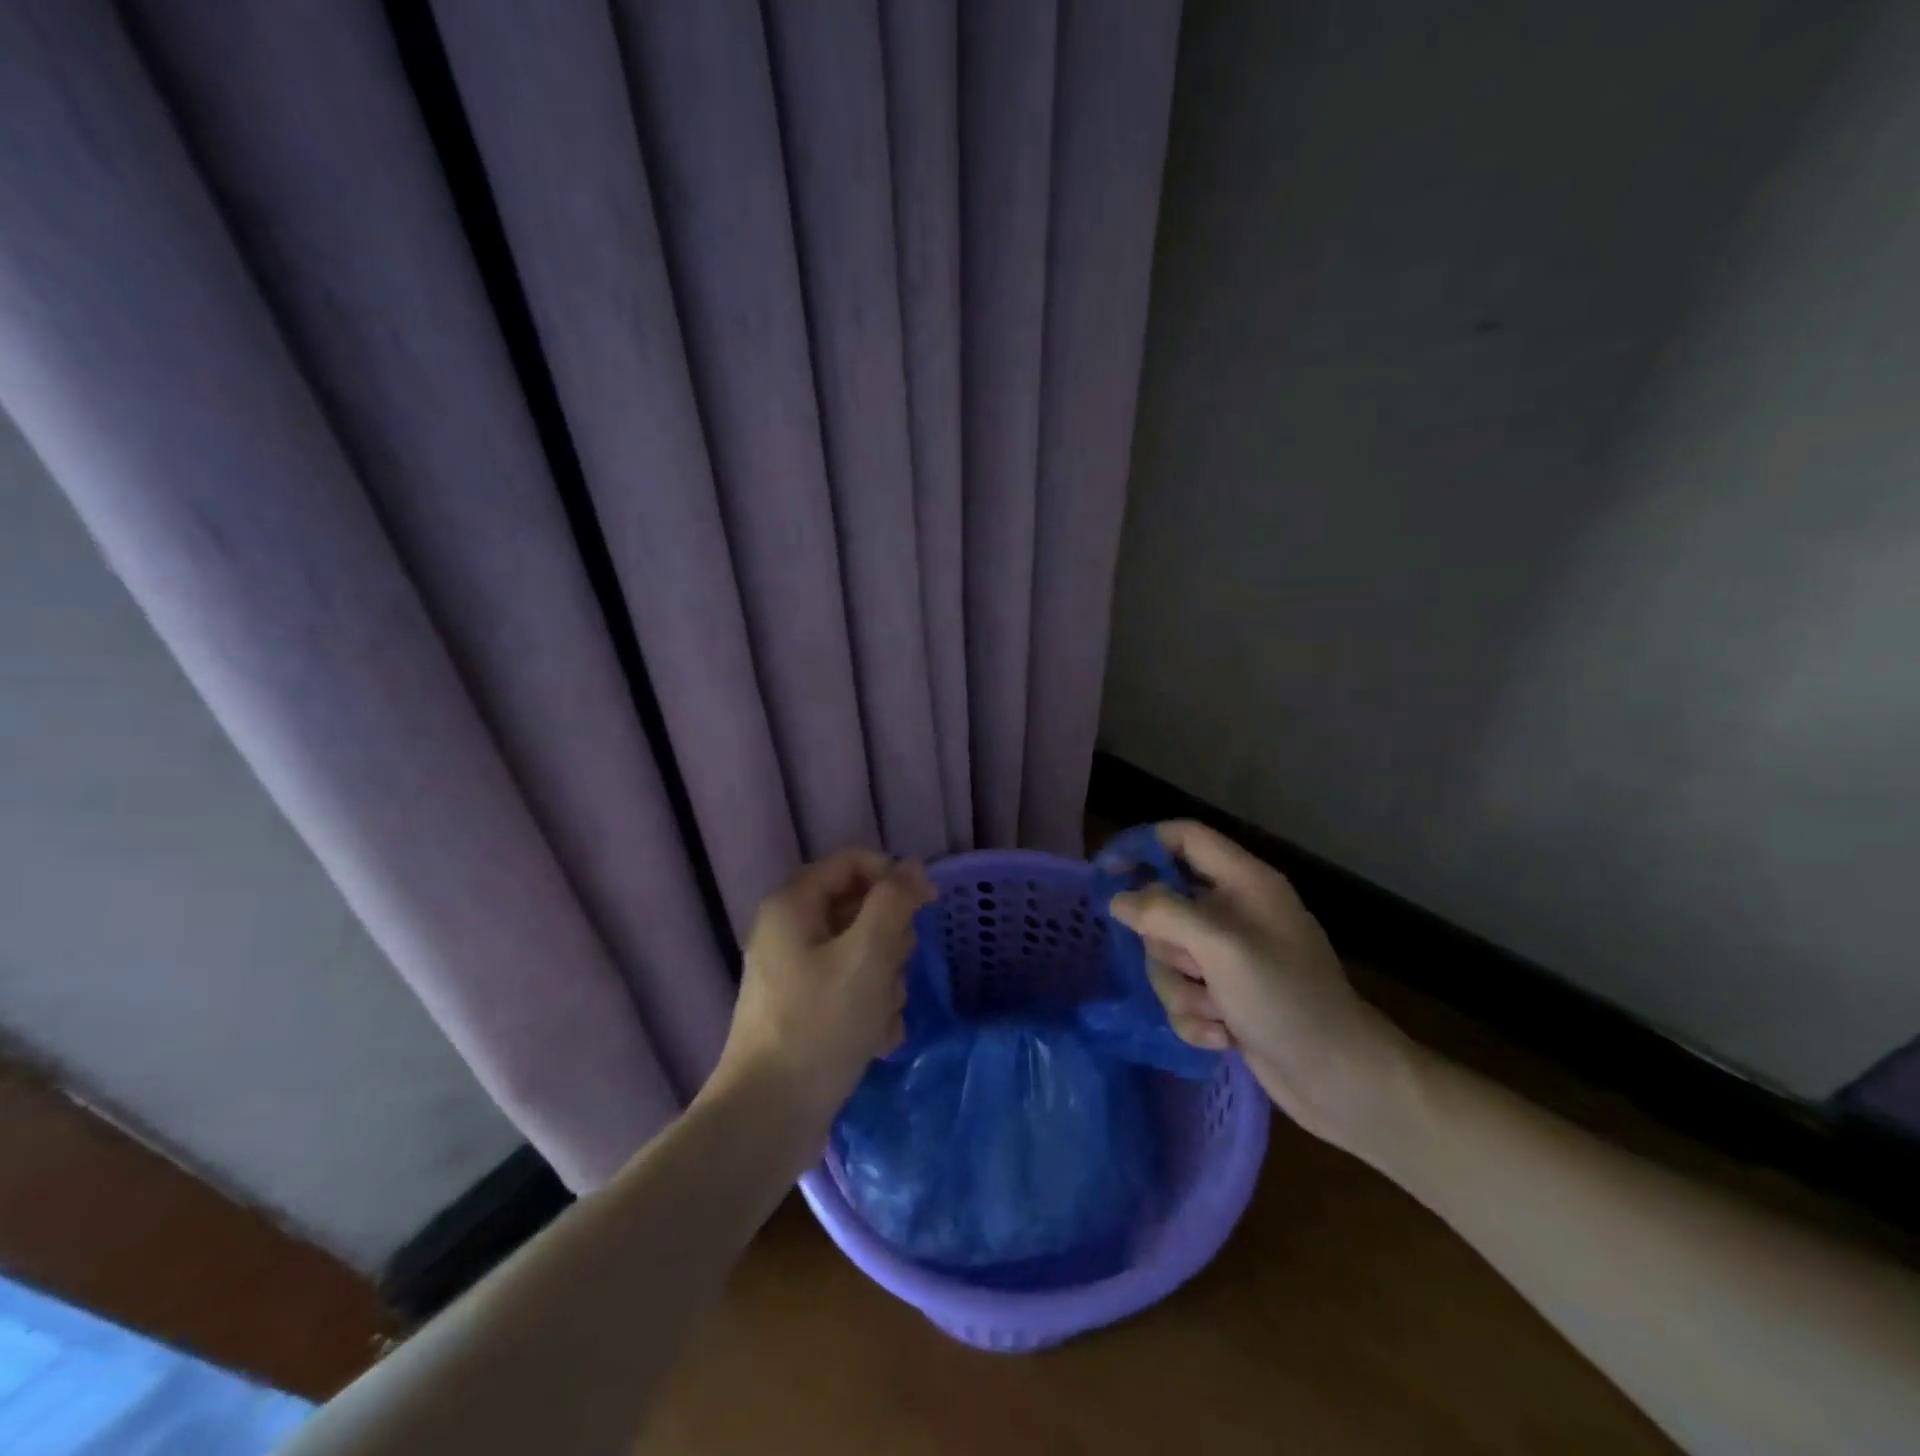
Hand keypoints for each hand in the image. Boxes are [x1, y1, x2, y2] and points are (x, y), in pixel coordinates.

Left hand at [706, 850, 935, 1138]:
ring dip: (884, 984)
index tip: (928, 906)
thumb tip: (914, 867)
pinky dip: (870, 1011)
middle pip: (862, 910)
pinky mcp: (807, 1010)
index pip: (854, 863)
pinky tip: (875, 1041)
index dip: (894, 877)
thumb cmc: (820, 1025)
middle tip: (888, 973)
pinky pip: (853, 991)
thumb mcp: (867, 955)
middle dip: (889, 944)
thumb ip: (894, 902)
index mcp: (794, 905)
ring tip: (878, 1017)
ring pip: (865, 954)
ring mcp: (797, 973)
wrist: (768, 1118)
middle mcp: (791, 931)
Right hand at [1112, 821, 1410, 1148]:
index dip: (1143, 846)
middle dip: (1167, 947)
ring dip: (1182, 990)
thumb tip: (1118, 900)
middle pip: (1165, 906)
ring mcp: (1229, 957)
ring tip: (1217, 1013)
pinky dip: (1195, 1017)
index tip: (1107, 874)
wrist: (1340, 1080)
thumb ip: (1164, 913)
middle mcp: (1234, 912)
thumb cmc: (1287, 999)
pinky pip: (1182, 992)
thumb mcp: (1221, 947)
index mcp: (1244, 882)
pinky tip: (1223, 1035)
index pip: (1184, 837)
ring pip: (1168, 956)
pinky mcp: (1226, 996)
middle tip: (1195, 968)